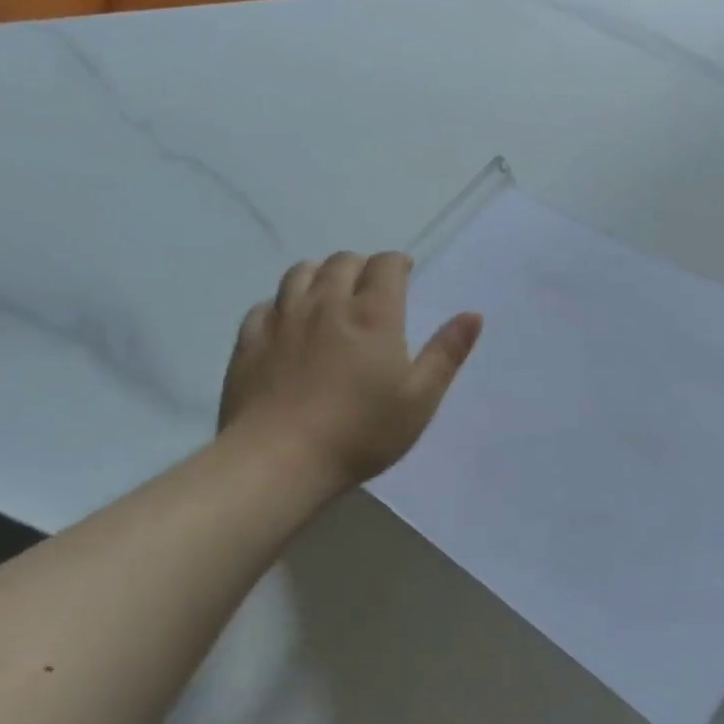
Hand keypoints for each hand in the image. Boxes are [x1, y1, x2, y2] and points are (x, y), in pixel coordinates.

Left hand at [218, 253, 481, 486]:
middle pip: (342, 262)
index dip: (398, 263)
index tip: (405, 273)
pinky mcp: (250, 341)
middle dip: (361, 266)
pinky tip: (289, 323)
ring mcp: (283, 320)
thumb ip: (446, 353)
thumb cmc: (361, 432)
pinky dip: (282, 304)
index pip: (385, 265)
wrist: (279, 460)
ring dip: (320, 275)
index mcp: (373, 315)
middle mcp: (326, 304)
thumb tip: (473, 315)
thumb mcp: (420, 398)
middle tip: (371, 287)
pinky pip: (266, 305)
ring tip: (330, 294)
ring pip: (300, 273)